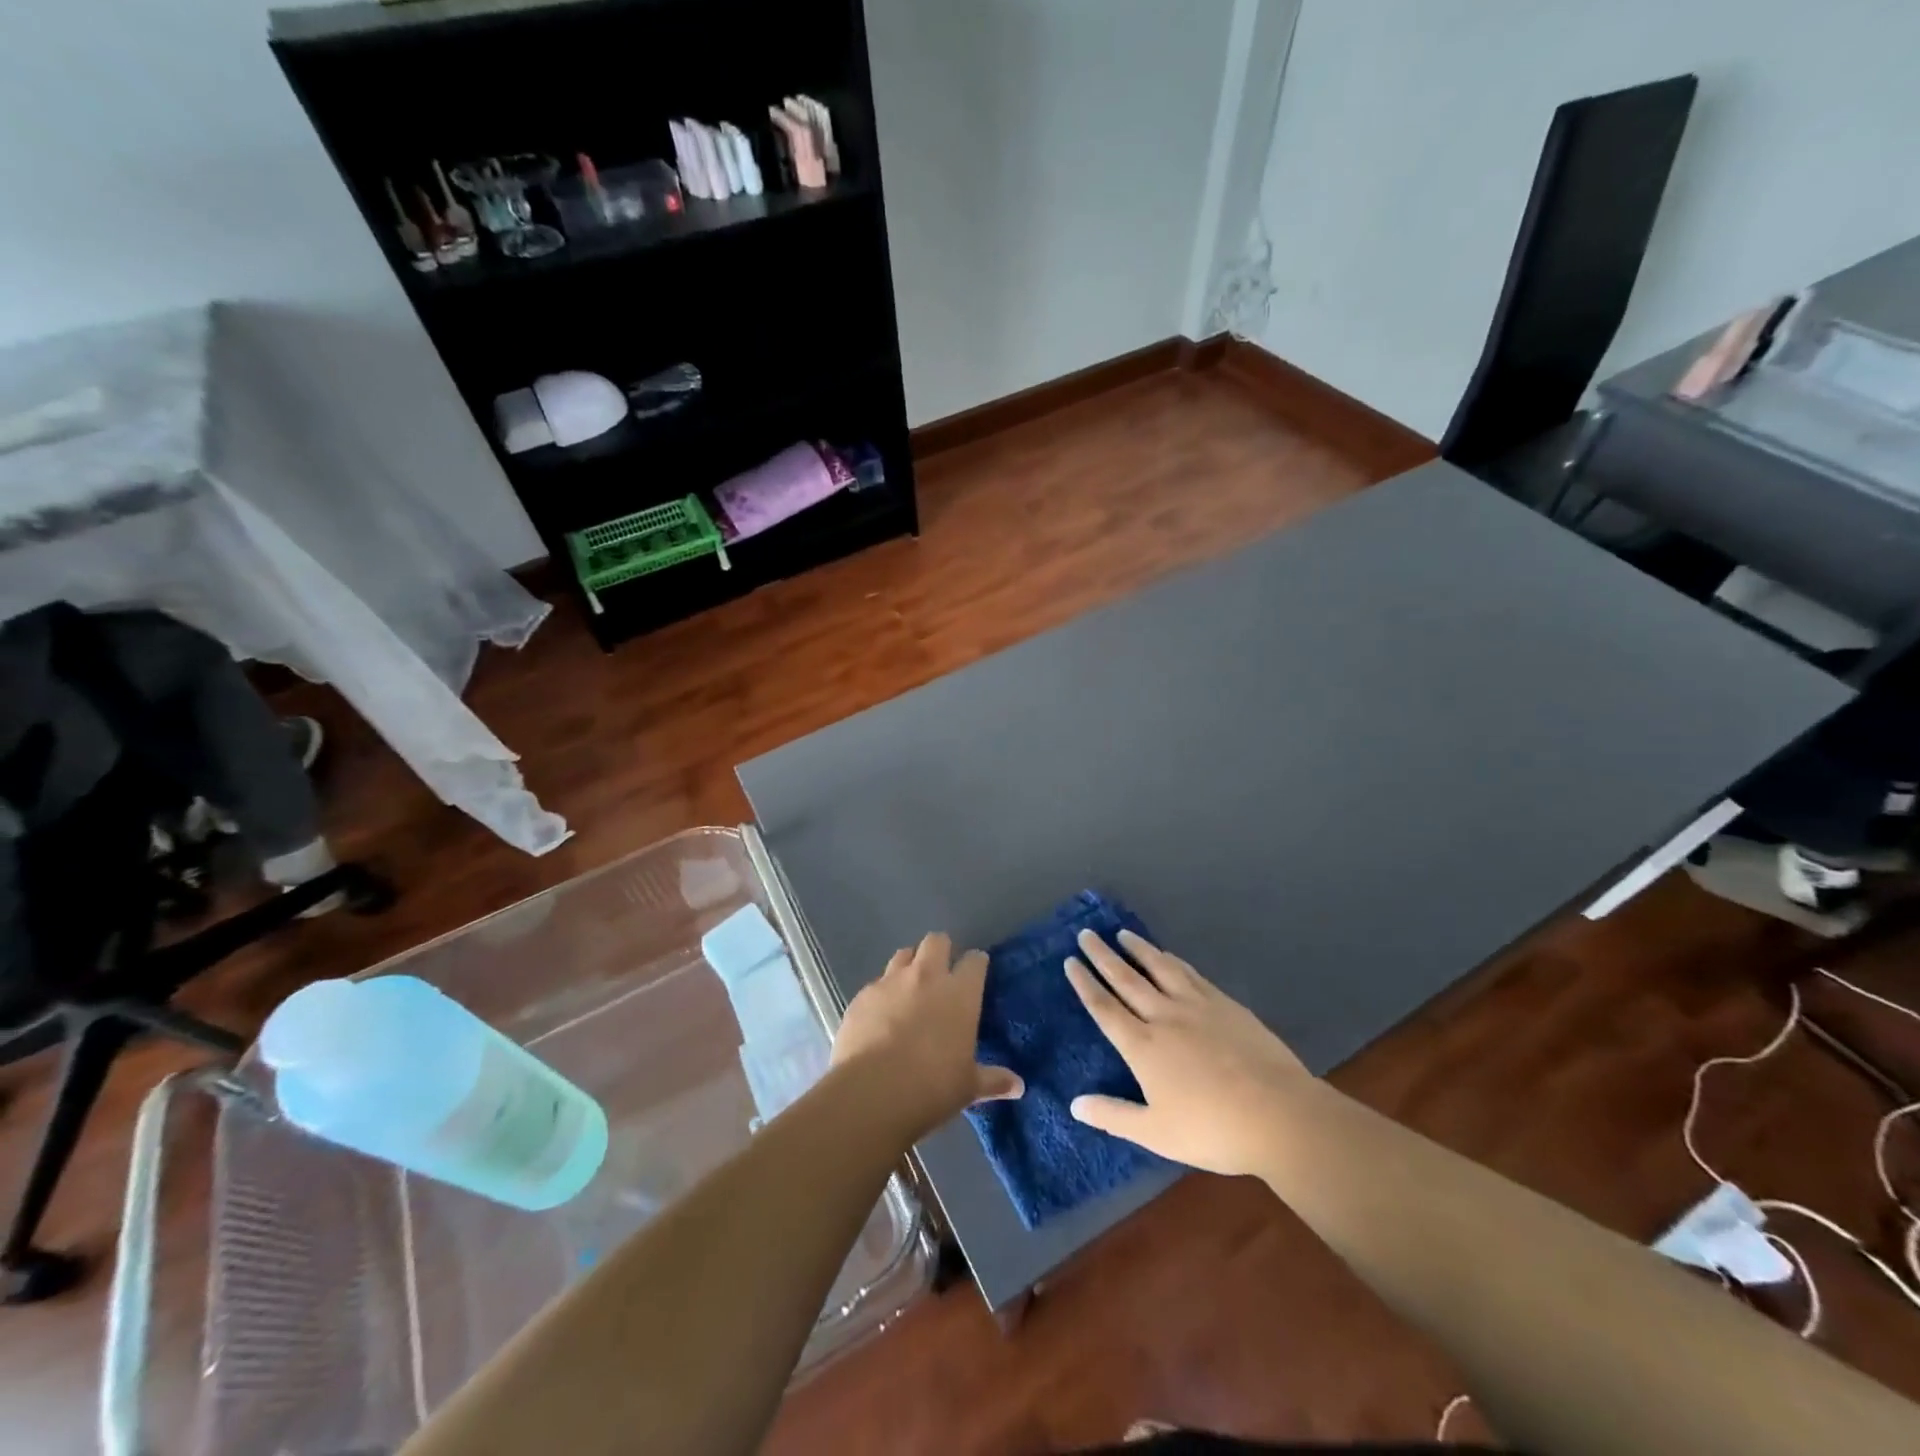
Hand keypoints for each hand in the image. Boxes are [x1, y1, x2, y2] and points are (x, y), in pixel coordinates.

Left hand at [831, 932, 1023, 1138]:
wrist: (872, 1092)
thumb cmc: (932, 1087)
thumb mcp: (968, 1087)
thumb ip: (993, 1080)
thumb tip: (1018, 1086)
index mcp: (959, 993)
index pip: (975, 961)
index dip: (976, 965)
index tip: (976, 975)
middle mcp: (926, 976)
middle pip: (936, 941)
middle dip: (941, 951)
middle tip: (941, 974)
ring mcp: (890, 982)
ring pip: (903, 955)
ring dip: (909, 966)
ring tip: (909, 989)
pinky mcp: (862, 996)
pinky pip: (876, 983)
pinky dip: (882, 993)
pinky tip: (880, 1016)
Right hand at [1065, 929, 1313, 1175]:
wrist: (1279, 1114)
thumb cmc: (1213, 1129)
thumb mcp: (1157, 1133)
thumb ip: (1113, 1116)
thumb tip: (1075, 1104)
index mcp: (1142, 1046)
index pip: (1104, 1008)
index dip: (1085, 983)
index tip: (1070, 961)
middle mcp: (1164, 1016)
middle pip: (1126, 978)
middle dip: (1103, 955)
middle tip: (1087, 933)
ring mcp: (1196, 1006)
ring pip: (1159, 968)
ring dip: (1138, 949)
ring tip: (1123, 933)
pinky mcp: (1225, 1004)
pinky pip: (1190, 973)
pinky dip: (1173, 960)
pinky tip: (1169, 955)